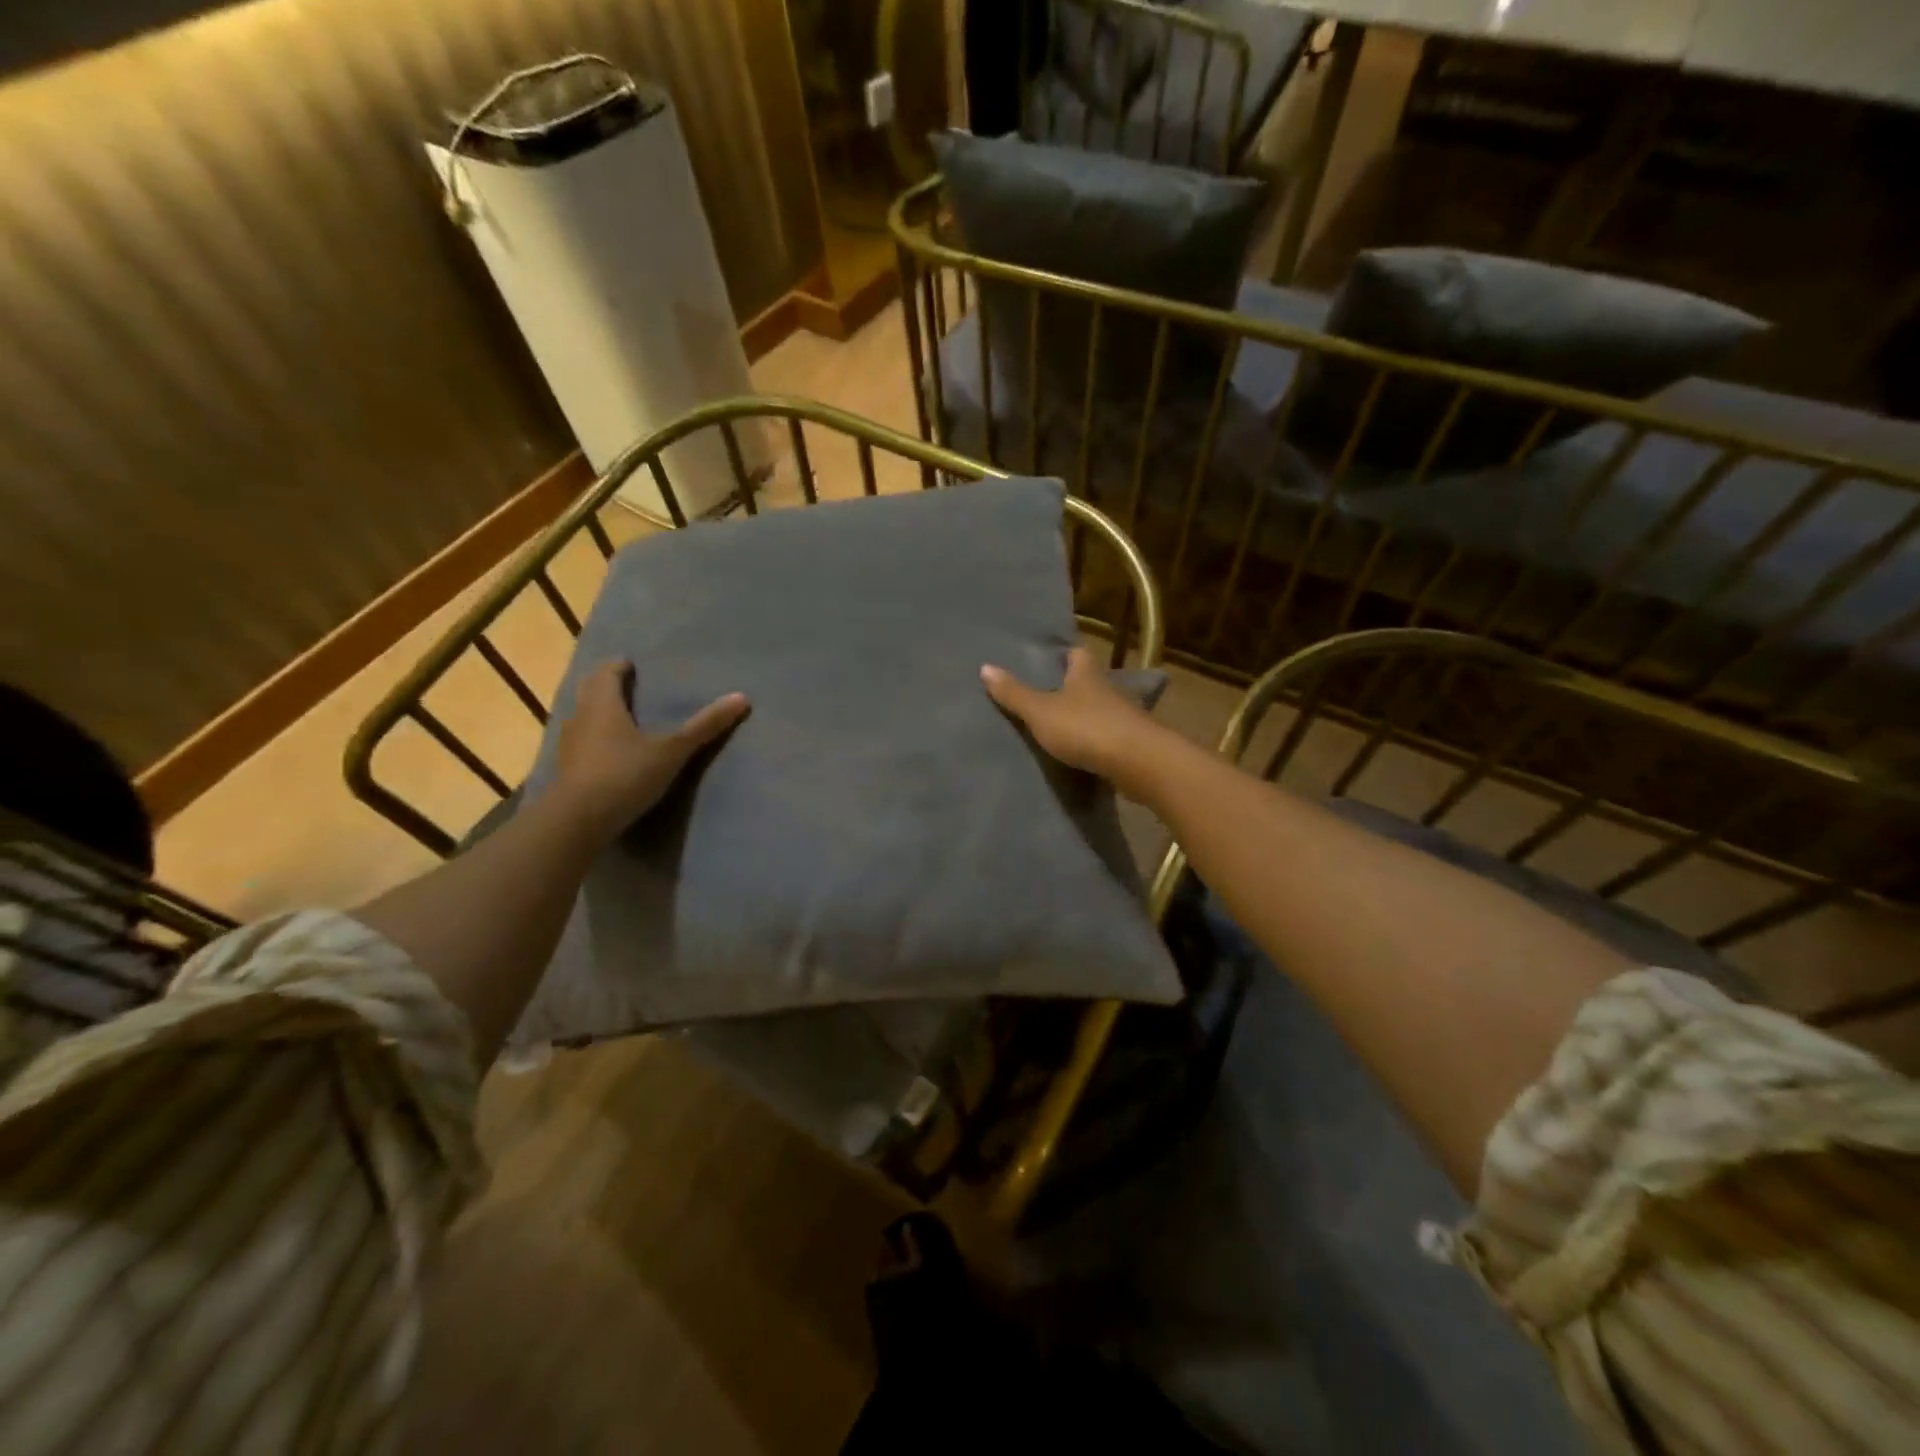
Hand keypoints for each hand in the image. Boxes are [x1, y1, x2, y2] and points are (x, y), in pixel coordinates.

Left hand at [551, 660, 748, 840]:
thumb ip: (704, 726)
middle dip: (606, 685)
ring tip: (621, 717)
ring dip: (598, 713)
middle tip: (626, 685)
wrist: (577, 821)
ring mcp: (570, 745)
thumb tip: (742, 698)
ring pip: (583, 717)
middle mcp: (581, 717)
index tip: (631, 664)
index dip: (619, 667)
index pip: (607, 673)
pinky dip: (595, 739)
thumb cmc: (624, 775)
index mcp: (603, 704)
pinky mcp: (567, 770)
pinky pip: (581, 743)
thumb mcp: (671, 751)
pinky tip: (608, 752)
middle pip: (590, 691)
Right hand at [980, 647, 1173, 798]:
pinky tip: (1085, 751)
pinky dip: (1098, 740)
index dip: (1063, 654)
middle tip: (1048, 693)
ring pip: (1101, 709)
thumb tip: (985, 667)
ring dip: (1086, 715)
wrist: (1138, 762)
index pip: (1077, 653)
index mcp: (1087, 674)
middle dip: (1073, 686)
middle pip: (1090, 681)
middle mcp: (1109, 689)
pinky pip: (1110, 736)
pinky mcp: (1134, 743)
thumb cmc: (1086, 728)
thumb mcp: (1041, 711)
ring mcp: (1125, 716)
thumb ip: (1014, 693)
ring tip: (1062, 725)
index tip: (1048, 659)